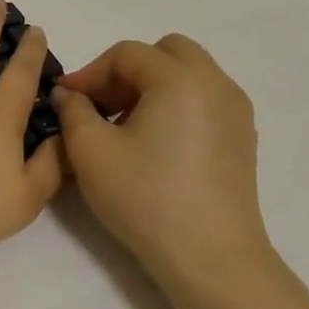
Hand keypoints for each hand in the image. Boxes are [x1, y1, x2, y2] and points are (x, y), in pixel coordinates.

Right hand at [52, 35, 277, 294]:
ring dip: (152, 87)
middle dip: (127, 71)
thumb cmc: (145, 197)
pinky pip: (204, 100)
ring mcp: (235, 110)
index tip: (66, 100)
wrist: (210, 256)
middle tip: (101, 105)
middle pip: (165, 52)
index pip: (126, 54)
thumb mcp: (90, 151)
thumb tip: (69, 94)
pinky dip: (176, 105)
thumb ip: (73, 111)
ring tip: (125, 126)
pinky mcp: (243, 137)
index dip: (90, 72)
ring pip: (188, 75)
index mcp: (179, 78)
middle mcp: (215, 82)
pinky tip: (155, 145)